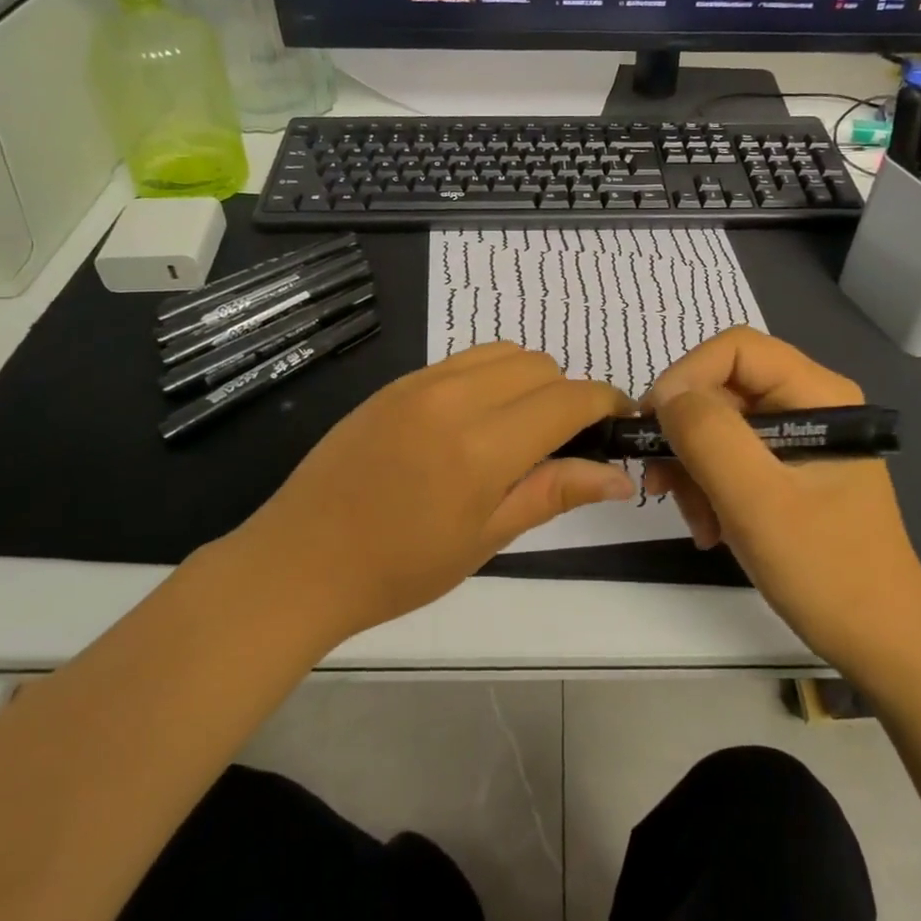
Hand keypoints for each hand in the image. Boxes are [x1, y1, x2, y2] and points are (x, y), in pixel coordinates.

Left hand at [229, 343, 633, 644]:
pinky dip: (490, 377)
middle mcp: (455, 398)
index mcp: (482, 447)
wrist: (300, 560)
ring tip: (519, 428)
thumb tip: (618, 476)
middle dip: (566, 394)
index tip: (619, 422)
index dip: (605, 403)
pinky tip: (475, 421)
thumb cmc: (399, 568)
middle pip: (540, 365)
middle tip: (562, 443)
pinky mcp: (397, 382)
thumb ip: (553, 493)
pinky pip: (463, 359)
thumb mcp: (486, 538)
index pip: (568, 399)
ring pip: (503, 352)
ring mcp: (420, 383)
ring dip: (529, 379)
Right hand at [644, 328, 920, 674]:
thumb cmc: (827, 570)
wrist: (882, 643)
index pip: (736, 349)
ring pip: (720, 426)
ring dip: (693, 470)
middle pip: (723, 388)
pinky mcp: (789, 471)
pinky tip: (710, 530)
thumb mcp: (758, 501)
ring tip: (695, 522)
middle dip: (686, 435)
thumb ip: (709, 436)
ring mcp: (799, 439)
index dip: (686, 377)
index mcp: (817, 394)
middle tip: (661, 486)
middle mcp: (809, 404)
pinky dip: (709, 489)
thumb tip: (666, 396)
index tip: (653, 427)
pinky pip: (731, 459)